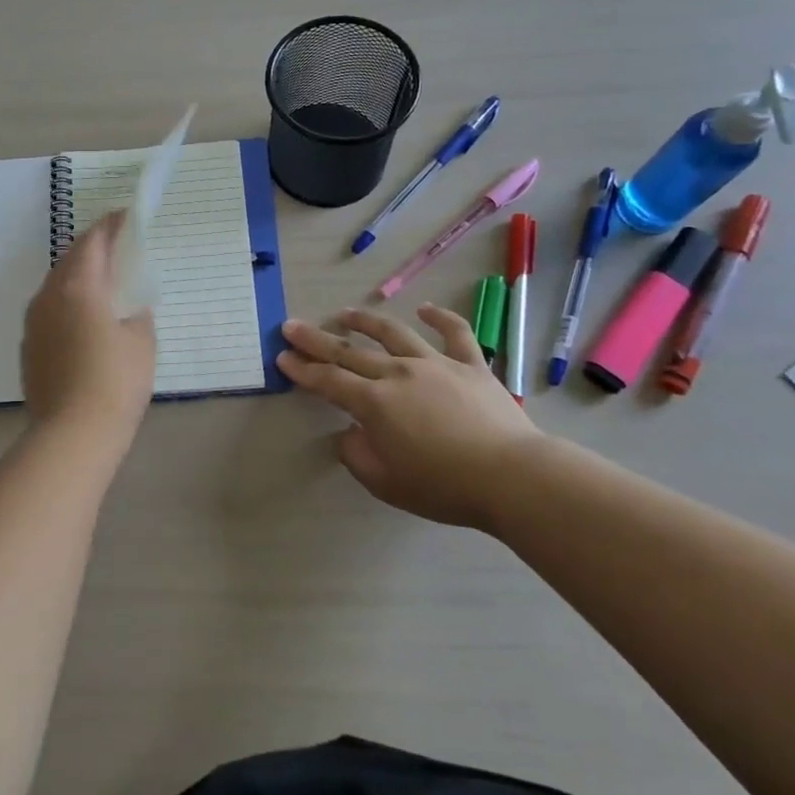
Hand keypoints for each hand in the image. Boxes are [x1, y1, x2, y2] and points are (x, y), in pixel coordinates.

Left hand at [22, 213, 157, 436]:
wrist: (72, 434)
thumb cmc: (116, 382)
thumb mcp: (141, 341)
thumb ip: (136, 312)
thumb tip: (127, 306)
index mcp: (79, 286)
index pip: (93, 241)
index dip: (111, 226)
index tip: (127, 218)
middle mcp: (48, 296)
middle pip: (71, 259)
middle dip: (94, 249)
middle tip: (119, 251)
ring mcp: (33, 322)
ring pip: (57, 285)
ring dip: (79, 277)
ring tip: (104, 285)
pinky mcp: (28, 347)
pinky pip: (50, 311)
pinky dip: (68, 304)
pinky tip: (85, 322)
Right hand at [277, 305, 547, 529]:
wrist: (511, 476)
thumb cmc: (443, 486)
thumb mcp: (385, 482)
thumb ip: (357, 454)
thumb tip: (349, 433)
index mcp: (374, 403)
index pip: (328, 381)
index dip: (302, 369)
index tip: (282, 357)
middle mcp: (398, 373)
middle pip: (349, 351)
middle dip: (316, 339)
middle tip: (292, 326)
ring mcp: (436, 364)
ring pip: (393, 332)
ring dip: (365, 320)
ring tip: (345, 312)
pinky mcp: (471, 365)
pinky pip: (455, 333)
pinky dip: (440, 317)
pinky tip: (425, 309)